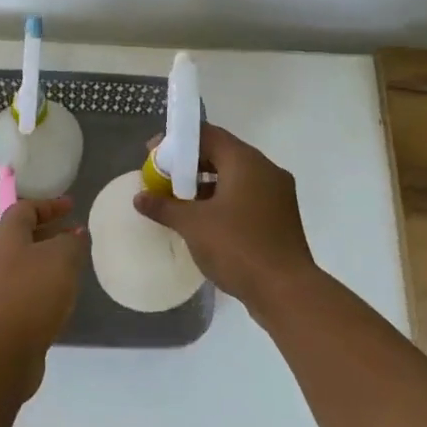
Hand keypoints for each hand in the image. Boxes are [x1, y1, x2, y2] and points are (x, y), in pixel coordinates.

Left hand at [0, 197, 87, 383]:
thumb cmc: (31, 292)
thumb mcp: (62, 258)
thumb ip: (72, 242)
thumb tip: (73, 234)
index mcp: (5, 235)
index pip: (25, 208)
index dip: (50, 205)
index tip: (72, 206)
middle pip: (21, 236)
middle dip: (49, 233)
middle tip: (75, 236)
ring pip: (22, 264)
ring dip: (46, 261)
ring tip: (72, 267)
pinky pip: (22, 289)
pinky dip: (41, 285)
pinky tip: (59, 298)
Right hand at [134, 124, 317, 312]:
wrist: (286, 291)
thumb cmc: (237, 247)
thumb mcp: (192, 225)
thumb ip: (164, 206)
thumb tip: (140, 198)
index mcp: (246, 161)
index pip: (207, 135)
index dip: (176, 141)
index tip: (152, 154)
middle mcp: (266, 170)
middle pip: (221, 154)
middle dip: (189, 164)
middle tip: (162, 178)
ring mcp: (277, 194)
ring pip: (234, 177)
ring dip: (205, 184)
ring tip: (178, 201)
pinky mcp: (280, 217)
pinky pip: (246, 197)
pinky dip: (223, 201)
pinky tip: (203, 220)